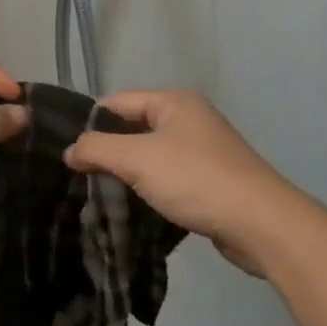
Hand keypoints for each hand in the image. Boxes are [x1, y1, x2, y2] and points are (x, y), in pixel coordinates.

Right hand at [64, 90, 300, 272]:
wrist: (260, 223)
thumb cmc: (195, 179)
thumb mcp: (138, 159)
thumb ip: (98, 149)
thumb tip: (70, 150)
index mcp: (174, 102)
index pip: (118, 102)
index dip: (90, 123)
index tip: (66, 151)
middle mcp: (189, 119)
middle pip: (134, 128)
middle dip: (108, 151)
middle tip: (79, 176)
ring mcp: (202, 150)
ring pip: (150, 156)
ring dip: (128, 174)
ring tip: (100, 194)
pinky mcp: (210, 180)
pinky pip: (168, 177)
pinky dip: (150, 189)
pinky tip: (133, 208)